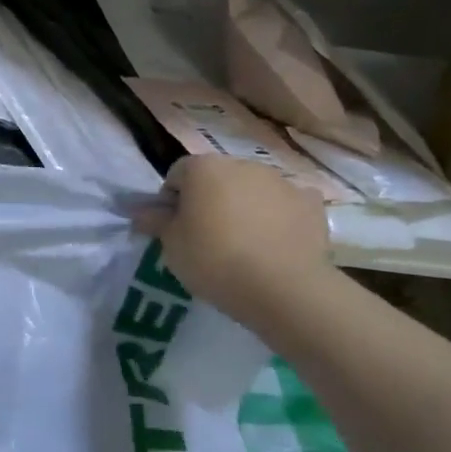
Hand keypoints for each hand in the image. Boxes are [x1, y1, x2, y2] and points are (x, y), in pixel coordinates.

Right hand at [134, 157, 331, 329]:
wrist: (283, 287)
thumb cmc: (214, 261)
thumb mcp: (172, 246)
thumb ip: (155, 222)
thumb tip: (140, 210)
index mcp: (204, 168)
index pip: (178, 173)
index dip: (171, 199)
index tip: (173, 228)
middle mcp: (243, 164)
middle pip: (217, 178)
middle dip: (209, 200)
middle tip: (205, 238)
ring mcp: (281, 181)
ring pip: (252, 190)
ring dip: (244, 207)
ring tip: (243, 245)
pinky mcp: (310, 203)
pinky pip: (286, 205)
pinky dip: (278, 217)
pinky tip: (275, 244)